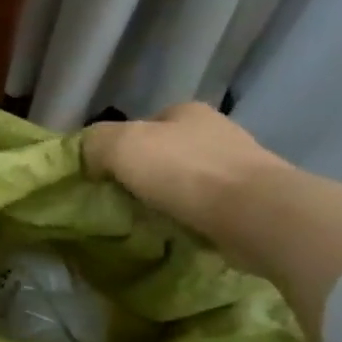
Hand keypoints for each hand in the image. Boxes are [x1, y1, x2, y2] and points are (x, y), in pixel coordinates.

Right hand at [82, 103, 289, 235]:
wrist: (254, 214)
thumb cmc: (184, 172)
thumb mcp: (121, 146)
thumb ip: (95, 144)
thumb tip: (87, 158)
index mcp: (185, 111)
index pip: (144, 123)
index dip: (120, 147)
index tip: (106, 176)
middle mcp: (215, 130)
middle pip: (167, 151)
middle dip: (146, 173)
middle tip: (123, 200)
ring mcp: (238, 165)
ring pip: (189, 179)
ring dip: (170, 196)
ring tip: (150, 220)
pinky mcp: (252, 200)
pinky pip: (208, 205)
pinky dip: (192, 216)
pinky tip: (181, 230)